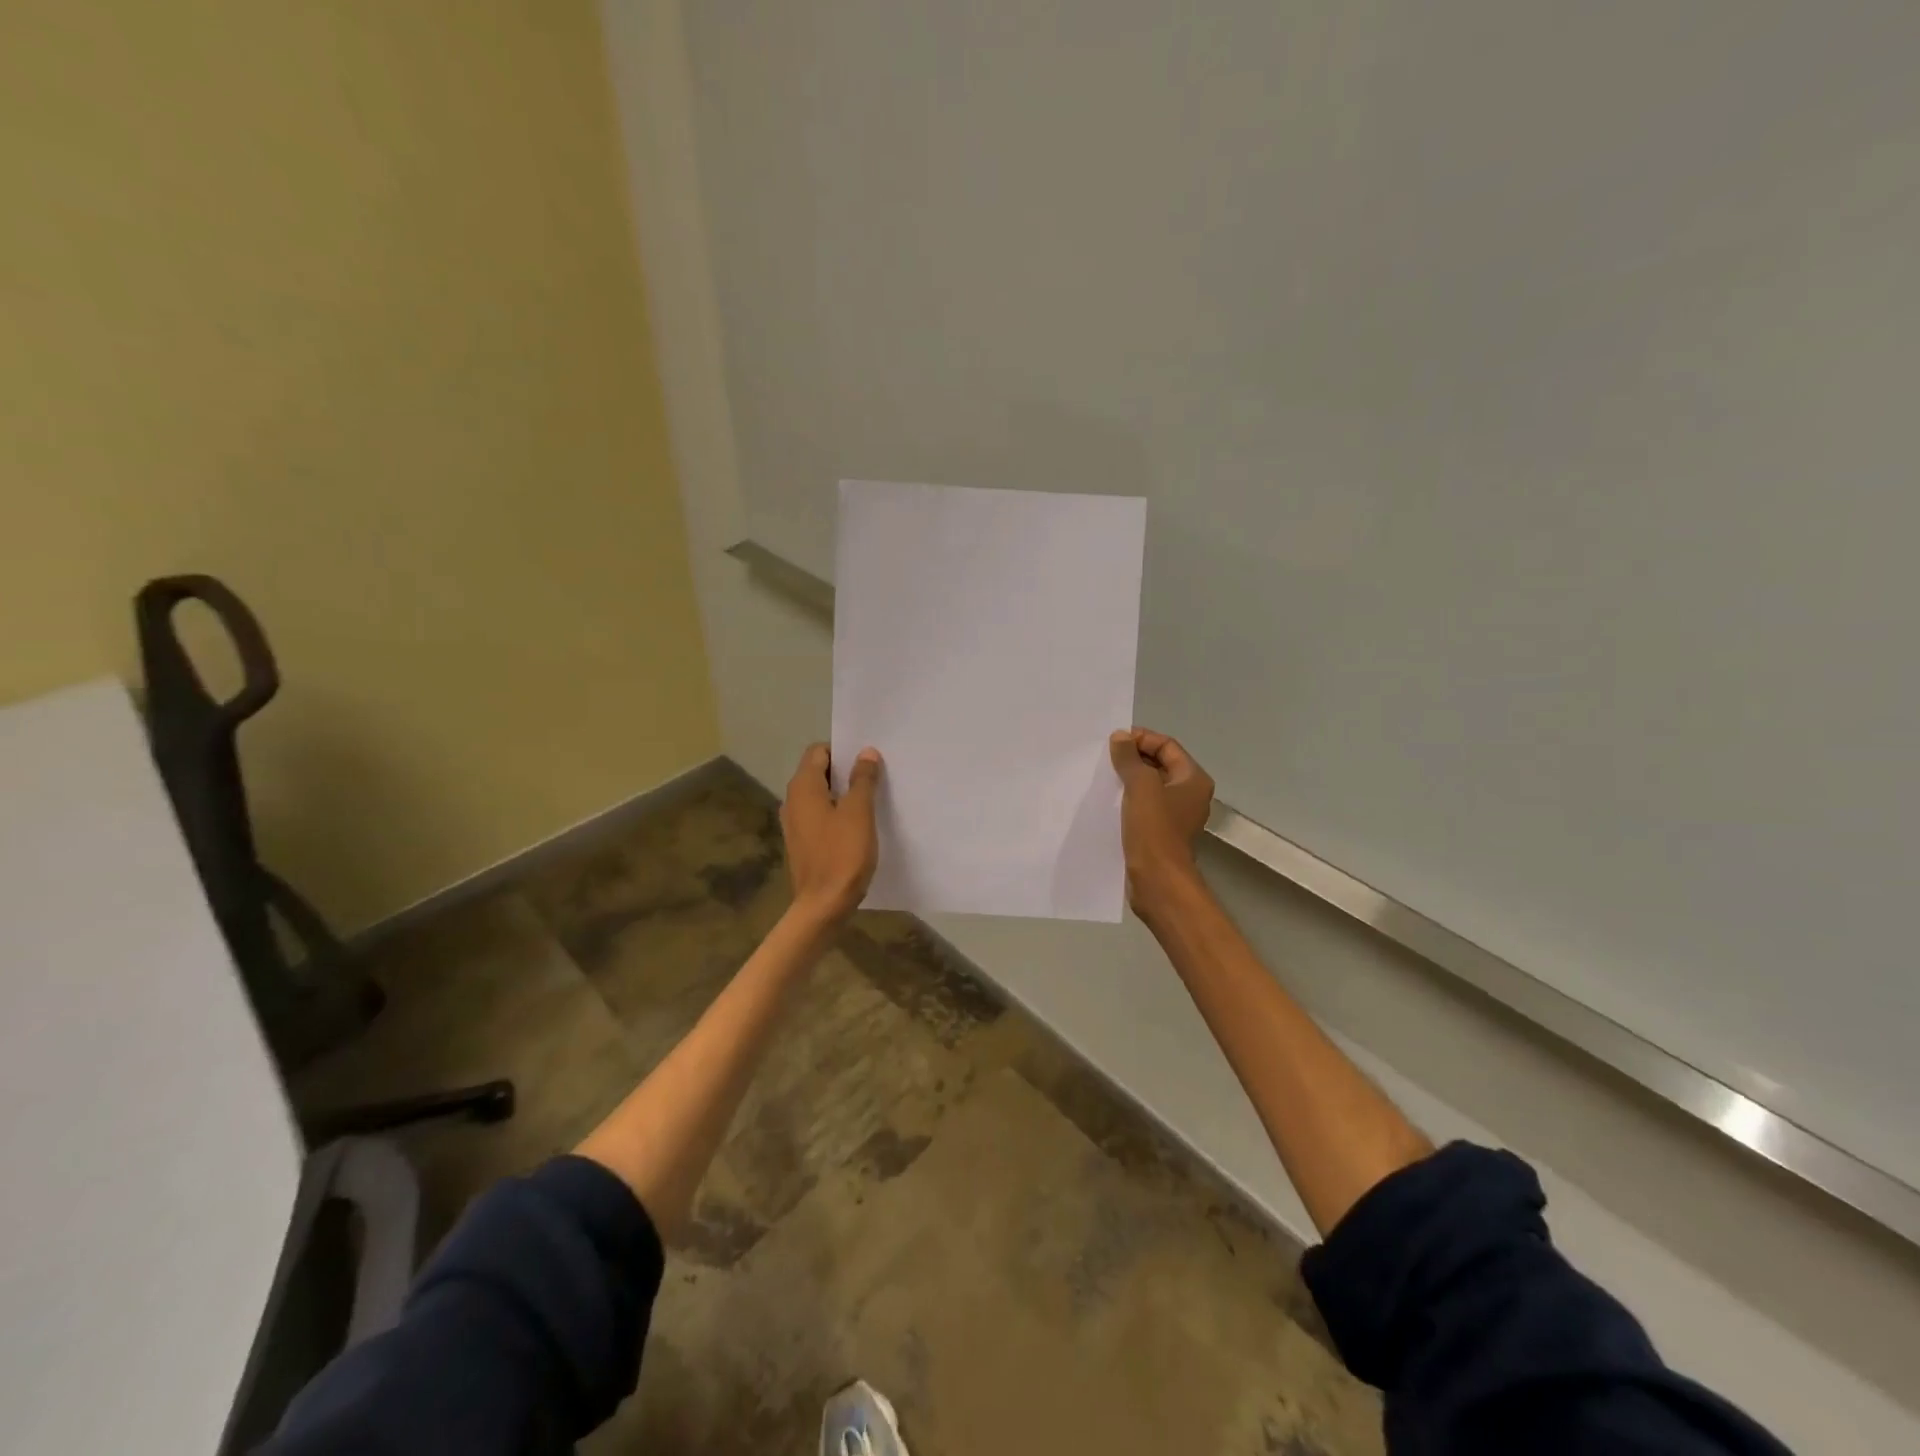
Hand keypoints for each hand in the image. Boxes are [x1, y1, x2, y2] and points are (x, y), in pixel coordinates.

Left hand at [781, 742, 882, 924]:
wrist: (823, 906)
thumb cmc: (842, 854)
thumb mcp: (859, 812)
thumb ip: (863, 779)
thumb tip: (866, 752)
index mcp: (803, 787)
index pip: (818, 751)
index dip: (842, 750)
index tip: (867, 758)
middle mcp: (793, 800)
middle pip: (819, 772)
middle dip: (845, 771)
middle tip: (876, 775)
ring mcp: (795, 823)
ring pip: (821, 796)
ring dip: (843, 793)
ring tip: (871, 799)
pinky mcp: (803, 843)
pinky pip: (820, 816)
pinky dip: (837, 813)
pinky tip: (858, 825)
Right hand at [1109, 729, 1214, 912]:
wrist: (1157, 879)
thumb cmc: (1154, 828)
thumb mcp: (1140, 786)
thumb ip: (1129, 758)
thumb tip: (1120, 736)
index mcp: (1193, 779)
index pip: (1167, 745)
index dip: (1141, 739)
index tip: (1114, 741)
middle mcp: (1190, 794)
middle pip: (1160, 764)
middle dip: (1134, 758)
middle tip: (1106, 757)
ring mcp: (1176, 815)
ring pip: (1151, 786)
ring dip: (1129, 779)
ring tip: (1104, 776)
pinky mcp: (1161, 832)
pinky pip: (1145, 806)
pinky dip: (1129, 799)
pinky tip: (1109, 800)